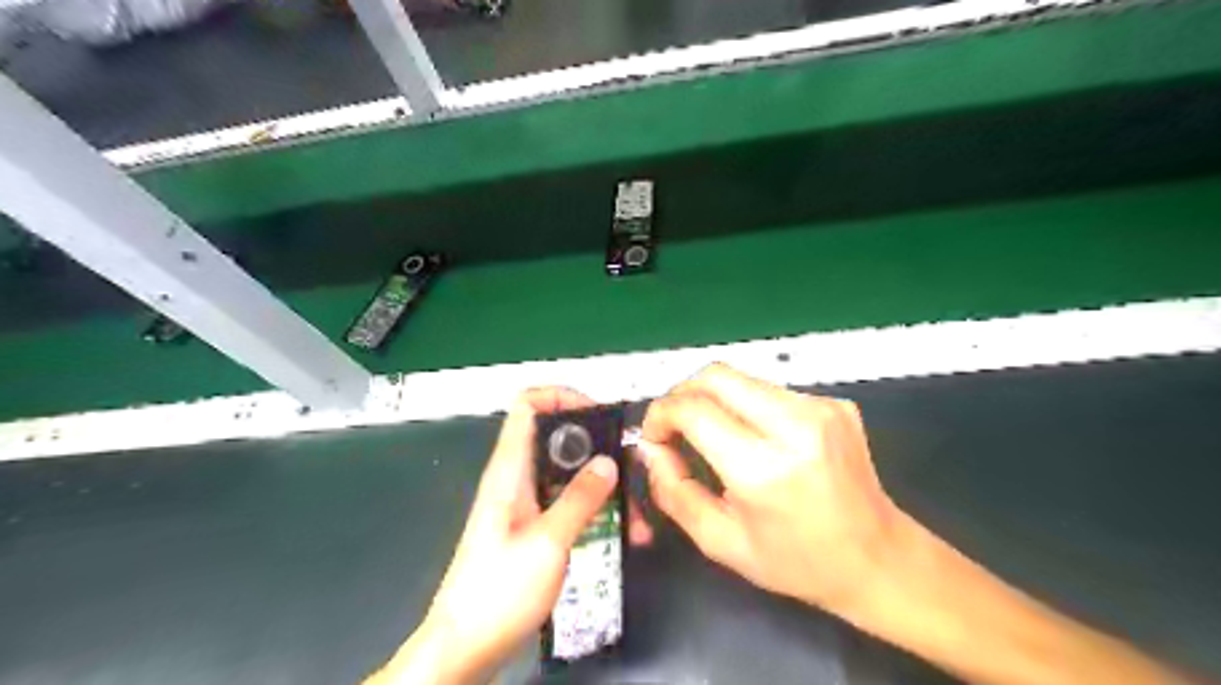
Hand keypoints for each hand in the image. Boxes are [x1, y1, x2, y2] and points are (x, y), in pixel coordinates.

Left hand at [373, 387, 652, 681]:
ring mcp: (525, 503)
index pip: (528, 406)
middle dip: (599, 448)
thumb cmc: (498, 592)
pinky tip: (620, 532)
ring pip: (569, 474)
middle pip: (559, 439)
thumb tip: (608, 462)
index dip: (562, 397)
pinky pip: (568, 502)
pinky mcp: (533, 526)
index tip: (601, 414)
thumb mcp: (547, 543)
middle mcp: (517, 478)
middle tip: (632, 470)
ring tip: (636, 514)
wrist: (466, 647)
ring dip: (603, 486)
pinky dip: (595, 509)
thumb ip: (580, 499)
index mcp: (510, 470)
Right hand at [640, 364, 903, 614]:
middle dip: (681, 394)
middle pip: (715, 376)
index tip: (654, 437)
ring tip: (711, 434)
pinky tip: (755, 438)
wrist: (878, 559)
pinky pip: (770, 390)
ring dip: (713, 399)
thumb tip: (651, 448)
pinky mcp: (834, 403)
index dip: (660, 415)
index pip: (693, 409)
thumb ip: (674, 491)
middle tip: (674, 426)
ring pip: (741, 378)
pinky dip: (746, 406)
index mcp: (765, 469)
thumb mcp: (721, 542)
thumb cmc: (796, 562)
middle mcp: (796, 425)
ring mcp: (820, 408)